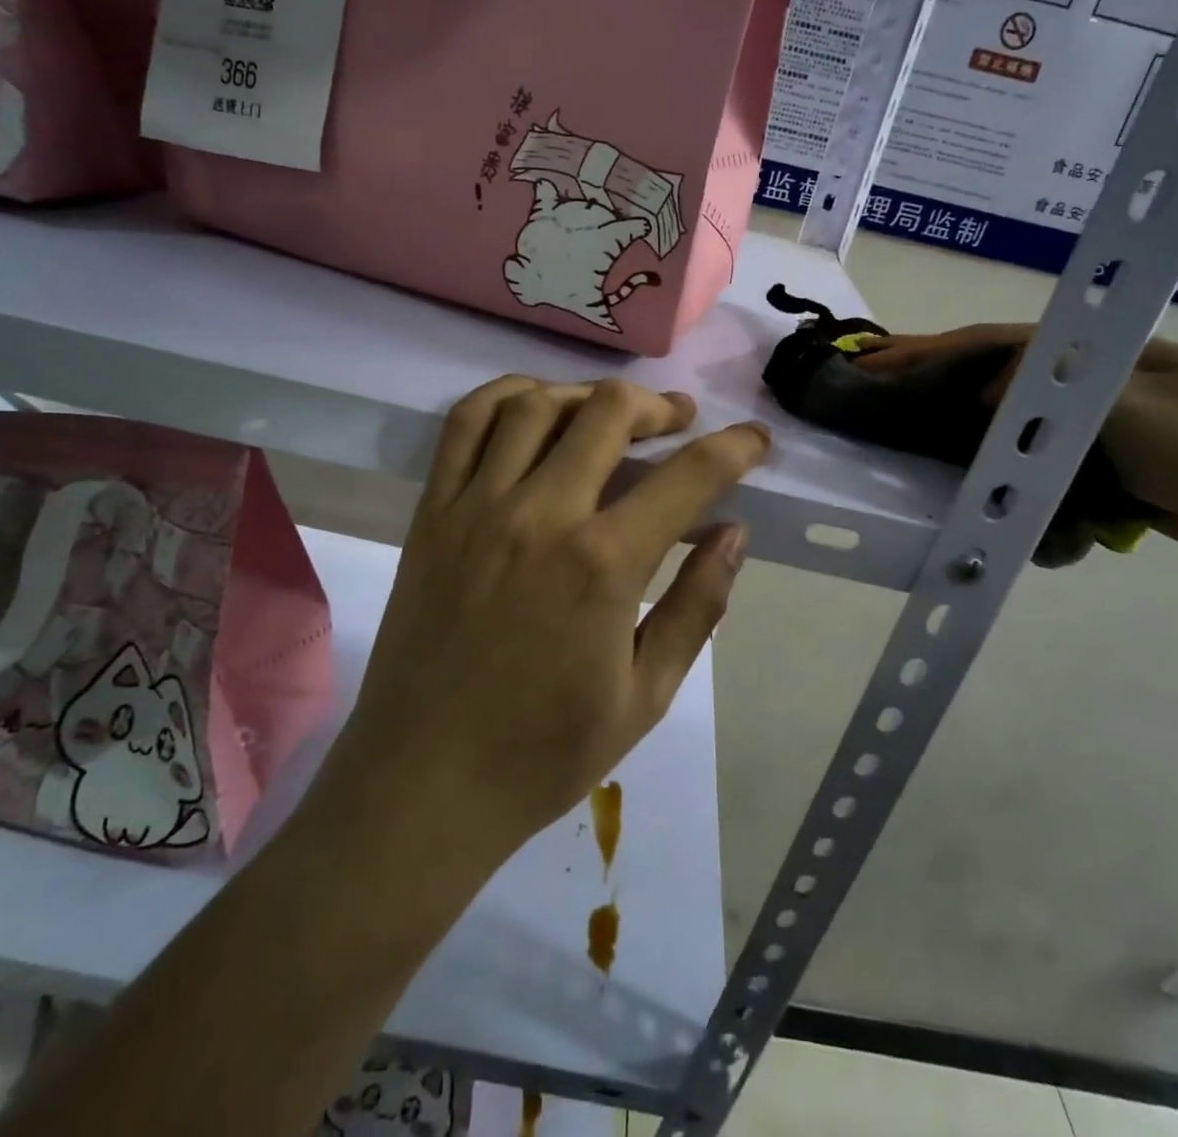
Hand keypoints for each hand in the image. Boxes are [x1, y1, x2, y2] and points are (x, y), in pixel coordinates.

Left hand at [337, 377, 769, 854]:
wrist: (423, 783)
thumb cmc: (543, 752)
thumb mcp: (646, 695)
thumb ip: (696, 605)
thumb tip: (734, 533)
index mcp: (603, 564)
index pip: (688, 476)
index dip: (734, 448)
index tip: (754, 441)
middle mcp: (541, 514)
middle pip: (609, 413)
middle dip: (658, 406)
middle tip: (679, 420)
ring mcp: (476, 507)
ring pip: (536, 404)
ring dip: (587, 395)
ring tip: (611, 412)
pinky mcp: (431, 513)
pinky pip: (464, 425)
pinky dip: (505, 396)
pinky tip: (534, 405)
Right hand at [857, 326, 1177, 584]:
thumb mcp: (1135, 409)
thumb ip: (1056, 393)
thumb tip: (984, 392)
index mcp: (1104, 353)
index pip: (1000, 343)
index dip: (934, 350)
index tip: (878, 361)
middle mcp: (1097, 383)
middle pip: (999, 383)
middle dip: (942, 395)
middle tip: (884, 408)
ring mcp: (1106, 428)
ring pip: (1019, 432)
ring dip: (981, 450)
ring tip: (932, 464)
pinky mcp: (1113, 470)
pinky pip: (1048, 471)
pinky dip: (1026, 488)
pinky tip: (1010, 507)